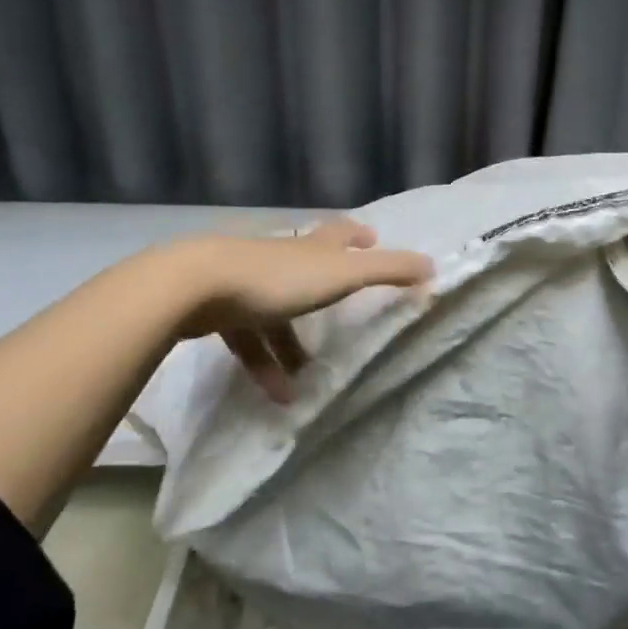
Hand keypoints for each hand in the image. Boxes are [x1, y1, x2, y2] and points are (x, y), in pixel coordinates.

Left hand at [173, 219, 432, 401]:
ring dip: (293, 344)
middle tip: (345, 305)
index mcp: (309, 247)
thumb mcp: (341, 274)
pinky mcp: (218, 309)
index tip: (371, 237)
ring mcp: (244, 281)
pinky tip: (277, 395)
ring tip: (310, 376)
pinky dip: (263, 364)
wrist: (194, 287)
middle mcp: (279, 258)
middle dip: (325, 285)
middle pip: (305, 266)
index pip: (338, 233)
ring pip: (276, 312)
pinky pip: (247, 339)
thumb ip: (388, 270)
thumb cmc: (276, 279)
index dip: (356, 235)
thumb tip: (433, 266)